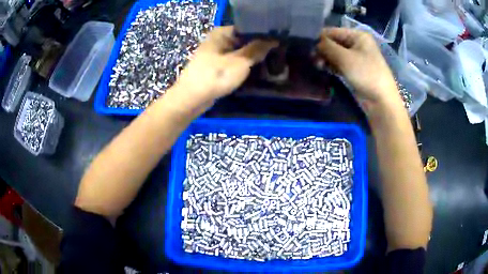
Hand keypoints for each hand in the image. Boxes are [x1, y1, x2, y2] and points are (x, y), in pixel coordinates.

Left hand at [168, 26, 277, 112]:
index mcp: (221, 33)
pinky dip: (243, 66)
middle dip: (259, 49)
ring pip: (239, 53)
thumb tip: (272, 40)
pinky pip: (233, 62)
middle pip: (243, 41)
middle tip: (277, 55)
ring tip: (270, 64)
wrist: (191, 99)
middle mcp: (218, 40)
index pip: (247, 29)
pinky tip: (255, 71)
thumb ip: (257, 50)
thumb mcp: (240, 62)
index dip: (263, 36)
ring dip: (252, 59)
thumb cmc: (215, 76)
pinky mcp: (215, 66)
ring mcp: (215, 53)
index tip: (277, 43)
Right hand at [317, 28, 401, 112]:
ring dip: (325, 58)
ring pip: (335, 53)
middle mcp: (357, 43)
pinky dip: (331, 65)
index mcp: (357, 35)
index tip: (307, 48)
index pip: (332, 31)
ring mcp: (356, 56)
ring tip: (318, 66)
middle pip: (333, 42)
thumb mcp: (345, 58)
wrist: (381, 101)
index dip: (319, 38)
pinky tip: (323, 69)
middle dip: (322, 50)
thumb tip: (313, 43)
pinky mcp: (354, 69)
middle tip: (313, 60)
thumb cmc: (366, 74)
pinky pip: (339, 63)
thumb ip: (327, 46)